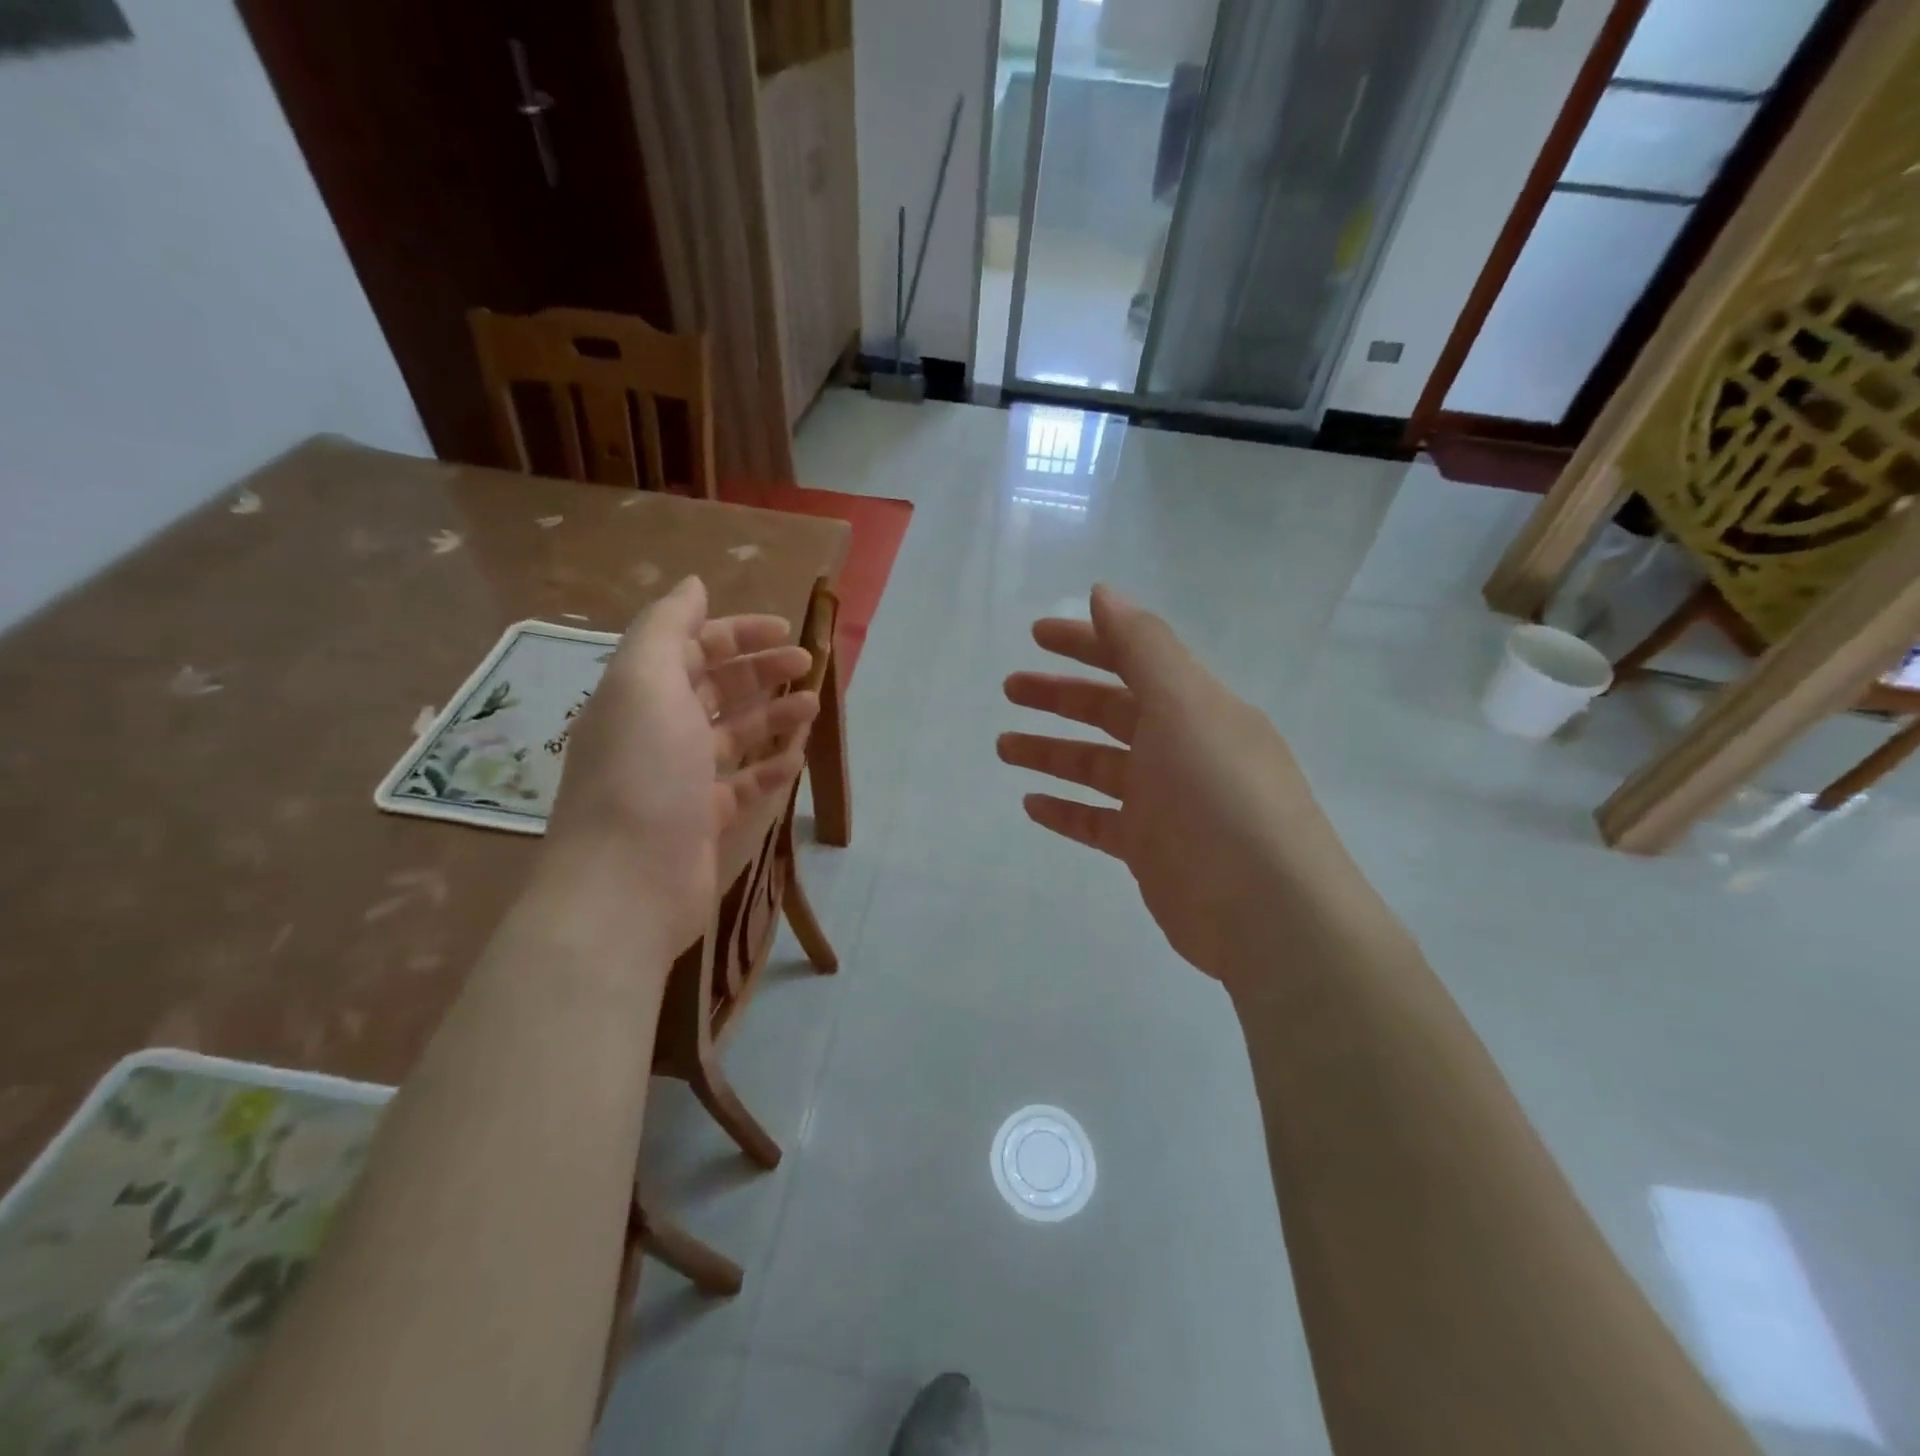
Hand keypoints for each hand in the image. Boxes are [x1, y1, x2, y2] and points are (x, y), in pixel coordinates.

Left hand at [544, 577, 818, 952]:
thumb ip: (667, 627)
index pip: (691, 648)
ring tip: (814, 707)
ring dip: (774, 716)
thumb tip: (693, 585)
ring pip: (734, 735)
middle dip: (762, 671)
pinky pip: (743, 784)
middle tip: (809, 666)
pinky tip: (795, 758)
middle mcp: (658, 730)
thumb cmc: (642, 773)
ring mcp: (681, 778)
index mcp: (640, 693)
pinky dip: (769, 767)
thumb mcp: (645, 681)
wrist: (625, 884)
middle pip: (716, 688)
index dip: (737, 633)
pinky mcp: (703, 820)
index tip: (786, 630)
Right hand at [999, 585, 1342, 986]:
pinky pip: (1098, 821)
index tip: (1036, 635)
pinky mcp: (1151, 850)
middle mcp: (1181, 747)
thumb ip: (1143, 646)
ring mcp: (1166, 802)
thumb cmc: (1221, 796)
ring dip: (1052, 751)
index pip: (1135, 659)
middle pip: (1111, 711)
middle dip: (1060, 696)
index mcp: (1196, 706)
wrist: (1268, 913)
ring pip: (1098, 766)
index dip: (1087, 642)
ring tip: (1004, 746)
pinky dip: (1066, 810)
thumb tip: (1103, 591)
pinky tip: (1032, 804)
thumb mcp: (1186, 706)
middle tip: (1010, 689)